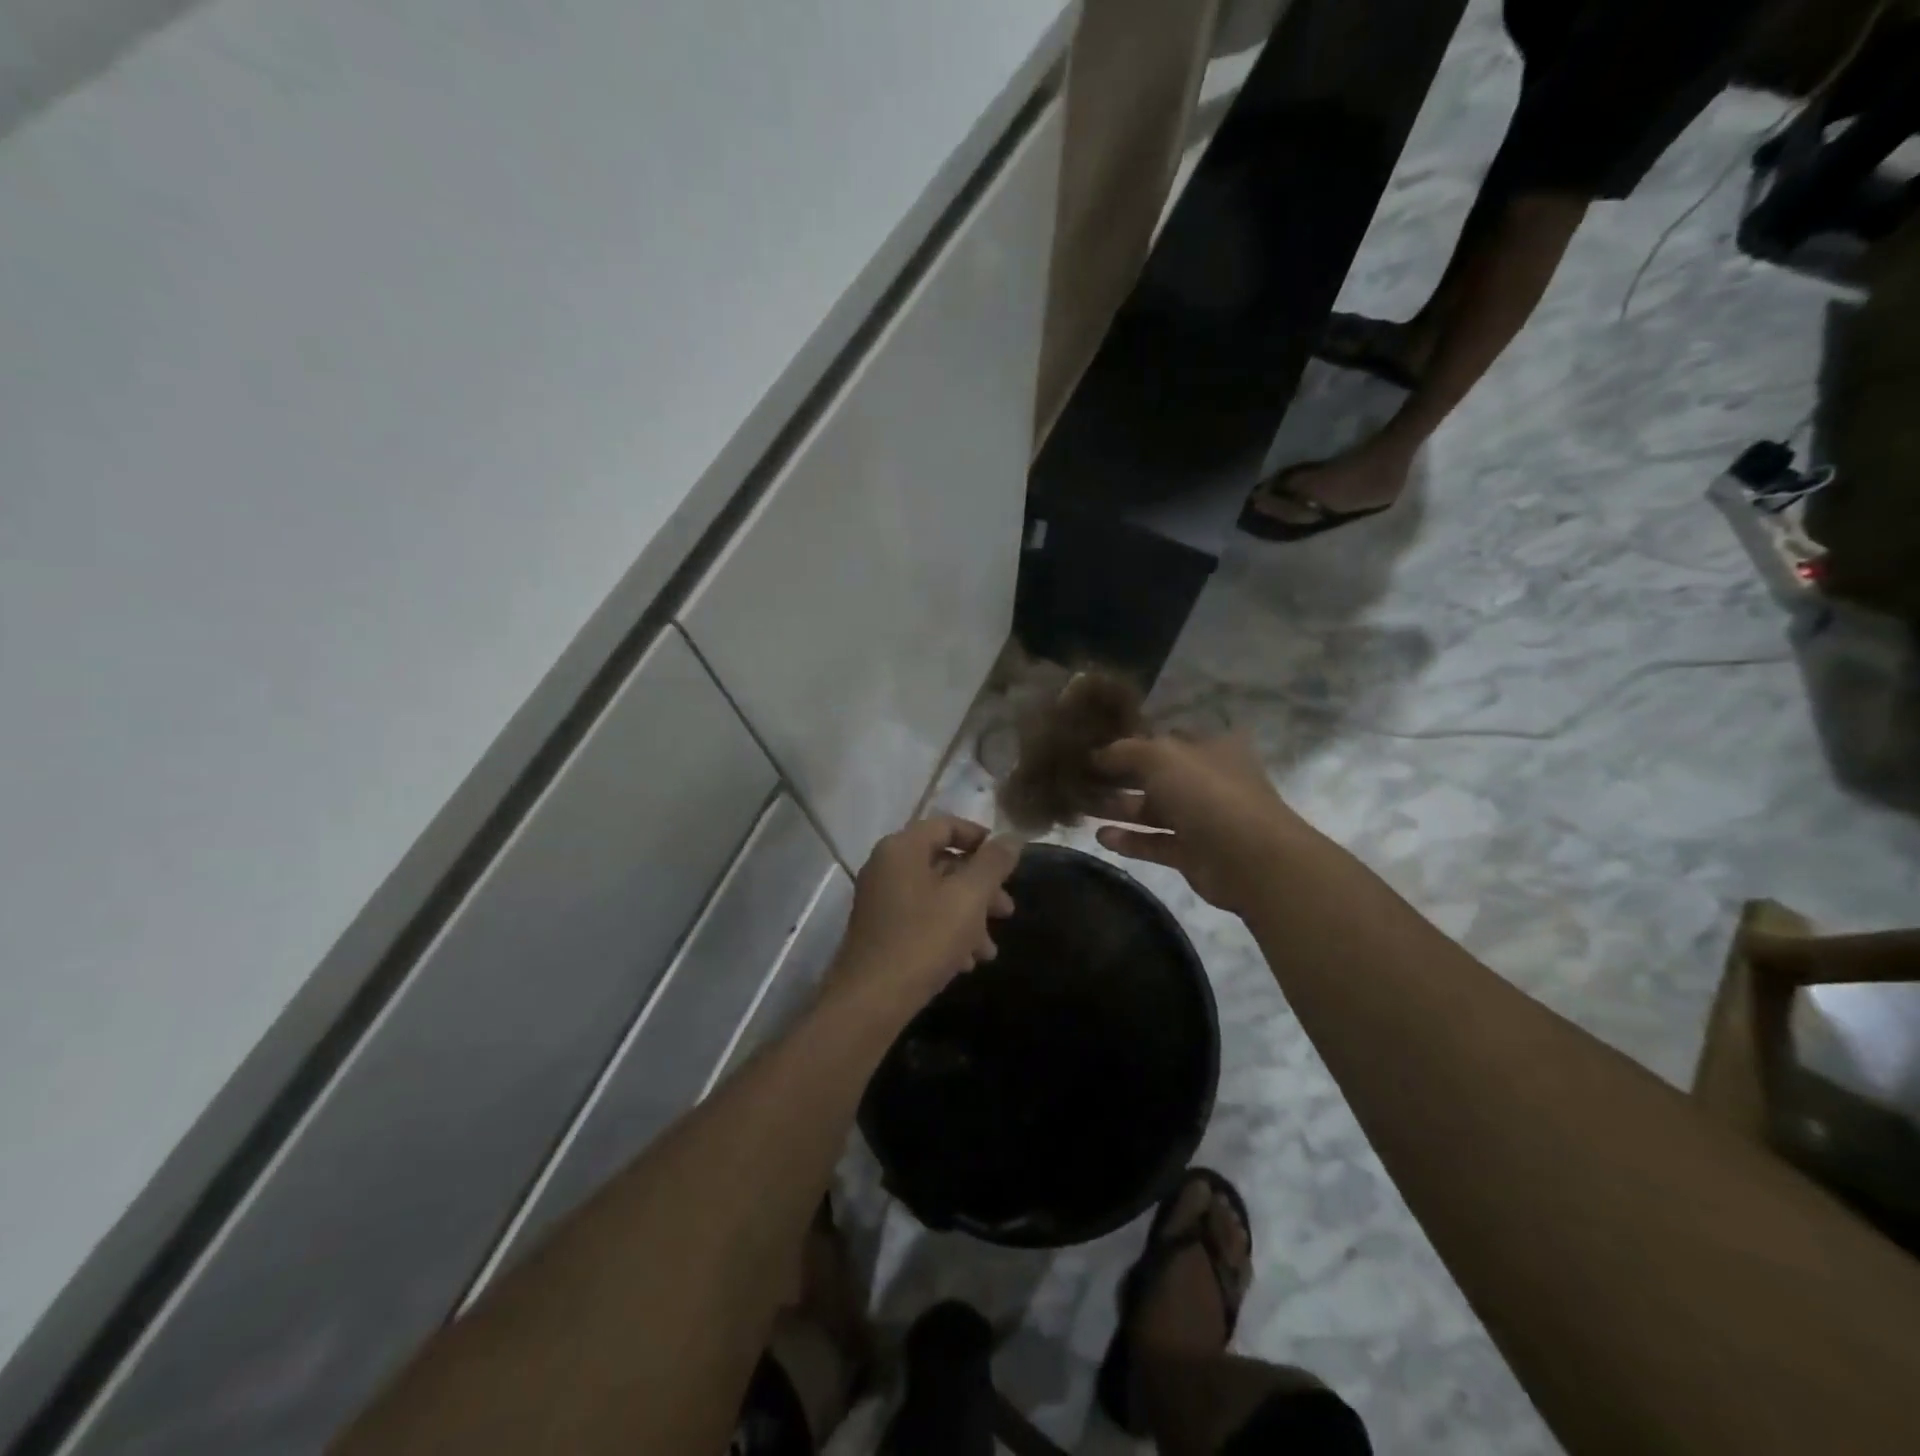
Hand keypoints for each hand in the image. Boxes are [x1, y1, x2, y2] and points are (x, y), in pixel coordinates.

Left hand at [831, 815, 1018, 1013]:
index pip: (946, 825)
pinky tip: (967, 962)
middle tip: (1007, 912)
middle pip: (943, 863)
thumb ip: (993, 864)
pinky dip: (946, 933)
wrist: (870, 1001)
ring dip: (968, 917)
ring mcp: (880, 900)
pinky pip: (920, 919)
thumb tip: (1012, 838)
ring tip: (990, 951)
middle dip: (981, 888)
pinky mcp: (879, 931)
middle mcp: (886, 867)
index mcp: (902, 848)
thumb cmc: (923, 940)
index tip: (1008, 861)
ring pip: (935, 896)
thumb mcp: (968, 898)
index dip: (981, 838)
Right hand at [1090, 733, 1309, 913]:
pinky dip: (1130, 840)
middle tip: (1078, 778)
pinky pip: (1154, 843)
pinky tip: (1100, 837)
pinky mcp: (1192, 853)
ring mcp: (1201, 818)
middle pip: (1154, 775)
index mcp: (1208, 747)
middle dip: (1117, 776)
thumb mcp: (1160, 756)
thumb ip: (1124, 751)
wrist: (1251, 858)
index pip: (1163, 738)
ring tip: (1080, 806)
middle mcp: (1205, 779)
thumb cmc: (1207, 793)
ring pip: (1152, 810)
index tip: (1091, 746)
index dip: (1129, 741)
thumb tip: (1096, 754)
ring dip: (1118, 808)